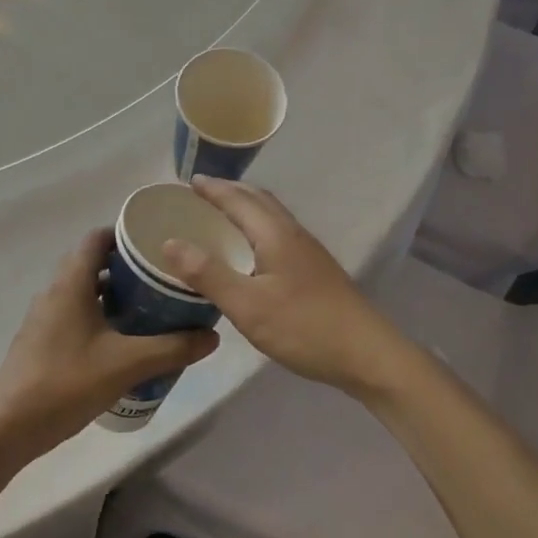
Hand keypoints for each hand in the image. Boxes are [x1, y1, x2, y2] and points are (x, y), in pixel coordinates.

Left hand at [0, 229, 219, 457]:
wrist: (7, 428)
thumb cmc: (66, 383)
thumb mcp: (127, 364)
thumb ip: (172, 348)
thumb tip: (212, 336)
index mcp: (71, 282)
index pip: (97, 238)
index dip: (125, 233)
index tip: (157, 242)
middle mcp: (54, 291)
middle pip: (92, 263)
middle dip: (127, 266)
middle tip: (162, 277)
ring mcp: (44, 317)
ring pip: (84, 291)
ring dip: (114, 293)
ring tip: (149, 307)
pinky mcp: (41, 341)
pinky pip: (75, 313)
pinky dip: (99, 315)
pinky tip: (121, 341)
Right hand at [159, 178, 409, 399]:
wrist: (368, 354)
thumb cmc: (304, 327)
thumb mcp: (247, 305)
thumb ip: (208, 274)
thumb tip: (169, 242)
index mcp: (274, 234)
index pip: (238, 200)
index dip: (212, 189)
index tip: (187, 183)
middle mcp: (293, 233)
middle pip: (259, 200)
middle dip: (230, 192)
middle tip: (202, 195)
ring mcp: (309, 252)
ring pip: (272, 216)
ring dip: (246, 207)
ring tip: (223, 216)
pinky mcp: (316, 270)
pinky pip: (279, 233)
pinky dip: (258, 227)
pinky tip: (253, 252)